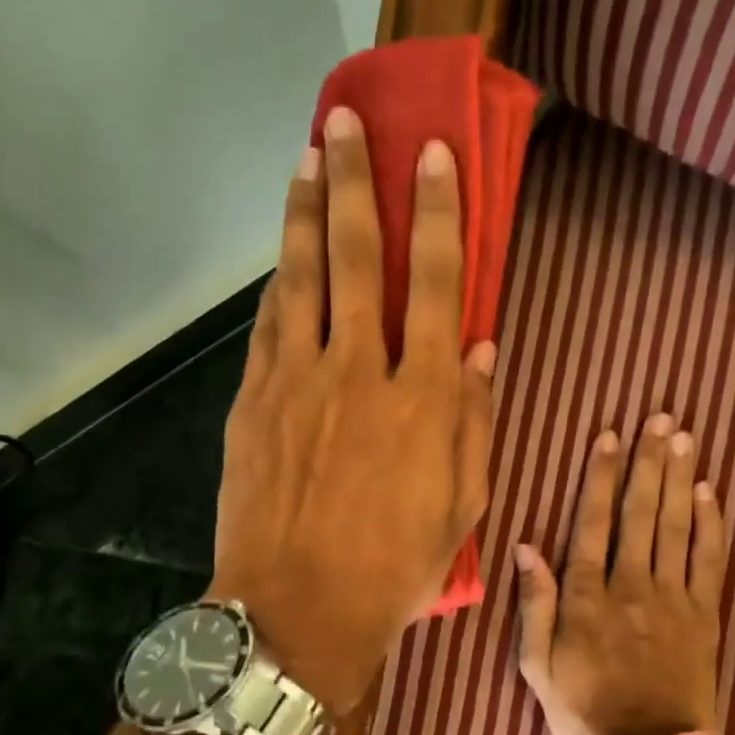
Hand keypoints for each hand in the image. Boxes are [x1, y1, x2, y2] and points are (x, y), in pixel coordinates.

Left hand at [210, 107, 495, 715]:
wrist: (297, 610)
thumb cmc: (394, 566)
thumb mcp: (461, 506)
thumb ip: (474, 421)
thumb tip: (483, 350)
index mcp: (423, 398)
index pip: (437, 284)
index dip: (437, 213)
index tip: (432, 154)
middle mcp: (358, 372)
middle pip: (357, 259)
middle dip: (354, 182)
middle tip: (344, 123)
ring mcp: (296, 382)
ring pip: (301, 279)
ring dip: (304, 215)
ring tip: (305, 162)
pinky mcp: (251, 404)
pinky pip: (267, 327)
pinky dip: (278, 286)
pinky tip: (282, 261)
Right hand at [513, 416, 725, 734]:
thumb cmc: (584, 711)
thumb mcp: (537, 666)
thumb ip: (534, 605)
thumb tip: (526, 547)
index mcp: (587, 597)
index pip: (593, 523)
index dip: (601, 478)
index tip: (609, 438)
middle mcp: (631, 585)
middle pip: (641, 513)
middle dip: (649, 462)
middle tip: (660, 418)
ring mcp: (673, 598)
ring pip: (675, 527)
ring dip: (680, 479)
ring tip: (685, 438)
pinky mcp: (705, 615)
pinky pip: (710, 560)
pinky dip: (712, 524)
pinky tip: (711, 492)